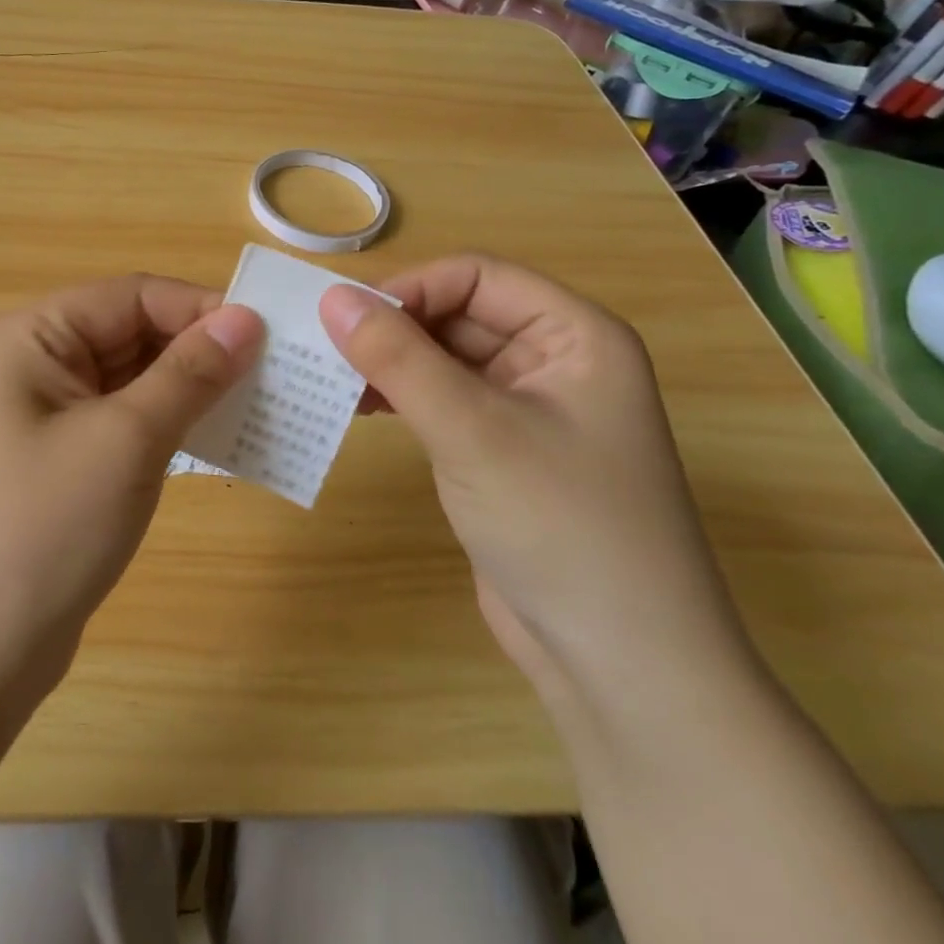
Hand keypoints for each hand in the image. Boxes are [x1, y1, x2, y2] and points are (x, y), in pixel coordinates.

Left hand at [0, 275, 263, 708]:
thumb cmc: (42, 529)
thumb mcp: (125, 440)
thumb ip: (189, 374)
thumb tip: (247, 319)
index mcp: (34, 337)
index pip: (132, 295)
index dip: (201, 308)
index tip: (269, 336)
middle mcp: (36, 365)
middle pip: (132, 334)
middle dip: (200, 352)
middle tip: (274, 376)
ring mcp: (47, 418)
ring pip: (134, 381)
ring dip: (191, 392)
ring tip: (258, 408)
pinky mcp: (63, 464)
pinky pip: (125, 424)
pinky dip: (170, 428)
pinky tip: (215, 444)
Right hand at [319, 255, 750, 712]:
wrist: (620, 666)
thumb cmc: (560, 525)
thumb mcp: (472, 430)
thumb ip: (398, 358)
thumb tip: (332, 297)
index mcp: (574, 335)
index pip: (477, 276)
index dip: (411, 289)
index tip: (345, 319)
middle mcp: (555, 361)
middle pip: (459, 315)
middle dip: (393, 328)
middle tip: (323, 350)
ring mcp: (527, 410)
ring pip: (444, 359)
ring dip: (390, 364)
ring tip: (331, 380)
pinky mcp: (501, 452)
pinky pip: (442, 402)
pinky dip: (400, 399)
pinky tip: (357, 409)